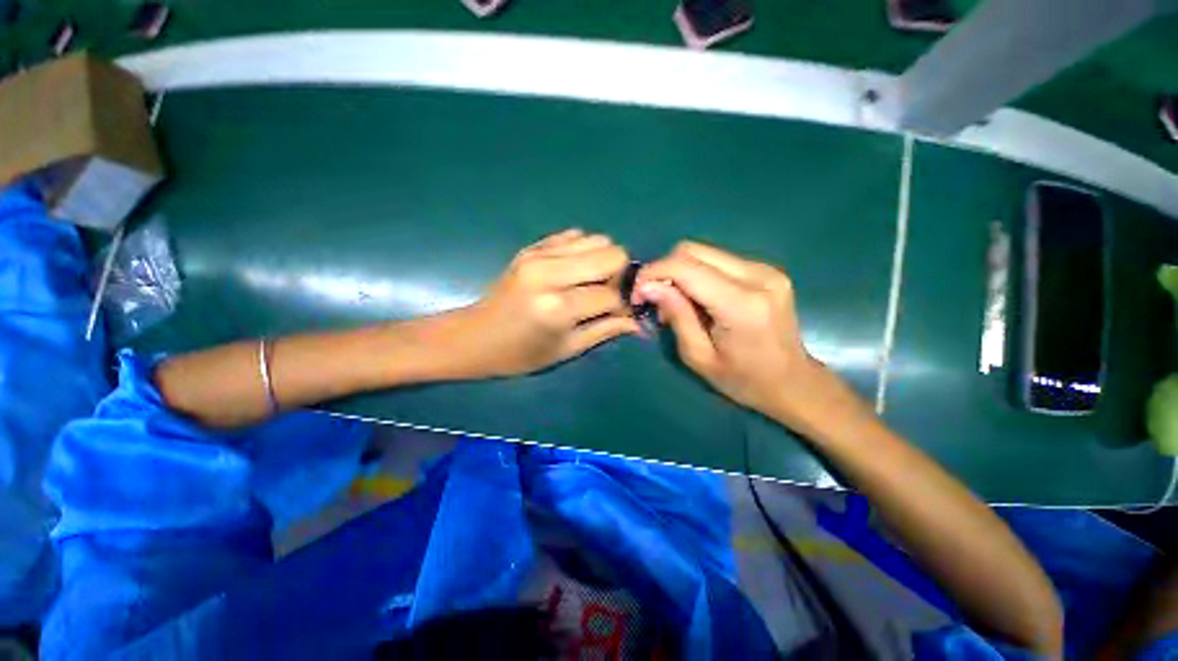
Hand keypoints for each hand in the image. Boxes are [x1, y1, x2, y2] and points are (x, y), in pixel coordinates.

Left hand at [459, 229, 639, 377]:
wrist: (474, 337)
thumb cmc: (520, 354)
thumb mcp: (566, 349)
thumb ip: (605, 330)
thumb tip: (638, 323)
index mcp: (558, 307)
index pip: (611, 295)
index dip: (623, 305)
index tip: (621, 314)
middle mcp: (550, 273)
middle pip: (611, 254)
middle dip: (618, 276)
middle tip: (606, 294)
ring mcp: (539, 254)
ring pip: (597, 240)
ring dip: (602, 261)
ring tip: (590, 283)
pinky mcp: (532, 247)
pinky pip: (574, 235)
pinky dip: (583, 251)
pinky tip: (574, 271)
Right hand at [633, 241, 825, 421]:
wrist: (793, 383)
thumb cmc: (743, 380)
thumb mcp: (699, 357)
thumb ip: (676, 315)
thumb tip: (648, 286)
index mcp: (741, 304)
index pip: (685, 267)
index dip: (652, 273)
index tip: (638, 294)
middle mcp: (757, 276)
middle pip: (692, 250)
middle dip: (664, 270)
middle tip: (655, 299)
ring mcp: (765, 269)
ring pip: (704, 252)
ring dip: (680, 272)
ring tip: (676, 302)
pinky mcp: (766, 270)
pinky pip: (718, 260)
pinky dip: (697, 274)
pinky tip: (698, 299)